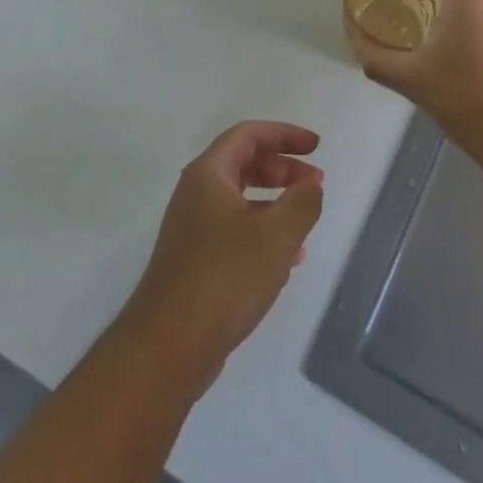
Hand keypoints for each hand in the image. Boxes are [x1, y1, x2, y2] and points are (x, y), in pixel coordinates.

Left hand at [122, 121, 323, 386]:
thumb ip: (302, 203)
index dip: (285, 134)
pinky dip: (262, 232)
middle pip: (243, 163)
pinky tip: (287, 259)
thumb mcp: (277, 236)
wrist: (167, 347)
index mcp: (209, 174)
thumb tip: (311, 185)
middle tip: (315, 182)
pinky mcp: (194, 262)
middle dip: (282, 168)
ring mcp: (191, 229)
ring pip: (240, 200)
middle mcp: (196, 193)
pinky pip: (234, 231)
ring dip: (275, 202)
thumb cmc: (225, 278)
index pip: (249, 134)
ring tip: (306, 220)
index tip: (316, 145)